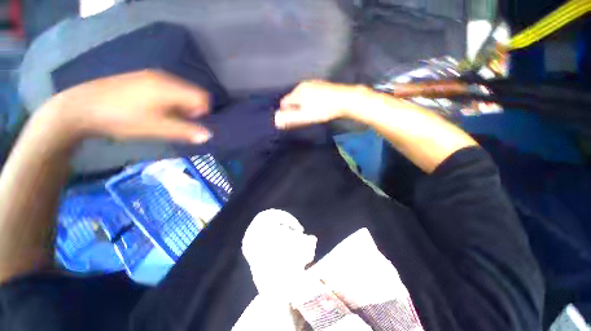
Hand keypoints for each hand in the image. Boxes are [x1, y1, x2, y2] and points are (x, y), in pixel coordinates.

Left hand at [40, 70, 211, 143]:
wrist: (80, 107)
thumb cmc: (121, 118)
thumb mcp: (155, 128)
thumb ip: (184, 131)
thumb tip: (208, 136)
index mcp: (169, 87)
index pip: (202, 97)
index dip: (203, 112)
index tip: (190, 123)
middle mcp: (163, 77)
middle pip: (191, 93)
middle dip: (191, 110)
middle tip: (176, 123)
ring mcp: (150, 76)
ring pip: (179, 92)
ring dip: (179, 107)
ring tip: (163, 118)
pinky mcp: (140, 79)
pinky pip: (166, 89)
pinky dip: (168, 101)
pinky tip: (152, 110)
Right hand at [275, 80, 370, 128]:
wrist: (344, 99)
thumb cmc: (324, 109)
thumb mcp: (306, 116)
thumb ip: (291, 118)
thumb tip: (277, 121)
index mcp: (297, 92)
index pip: (285, 103)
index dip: (287, 112)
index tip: (294, 119)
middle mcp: (302, 85)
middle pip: (293, 98)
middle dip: (294, 108)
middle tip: (303, 117)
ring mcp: (312, 83)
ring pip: (301, 95)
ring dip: (302, 104)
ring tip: (311, 112)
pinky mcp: (320, 84)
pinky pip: (309, 93)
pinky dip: (309, 99)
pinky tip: (317, 105)